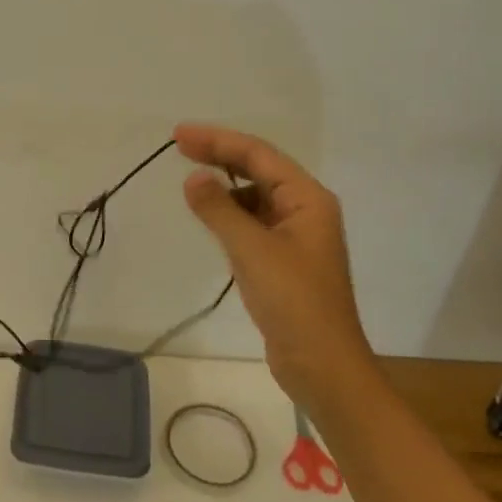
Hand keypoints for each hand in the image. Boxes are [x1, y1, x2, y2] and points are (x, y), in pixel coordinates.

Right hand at [174, 122, 375, 401]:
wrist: (322, 365)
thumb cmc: (293, 301)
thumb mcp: (252, 249)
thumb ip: (220, 209)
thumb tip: (193, 178)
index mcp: (307, 199)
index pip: (258, 154)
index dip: (218, 140)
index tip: (178, 135)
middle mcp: (305, 209)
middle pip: (258, 169)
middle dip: (219, 155)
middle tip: (179, 146)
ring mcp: (295, 235)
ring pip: (254, 195)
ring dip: (224, 184)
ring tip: (190, 183)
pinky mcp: (283, 259)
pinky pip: (252, 221)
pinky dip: (229, 212)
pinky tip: (209, 217)